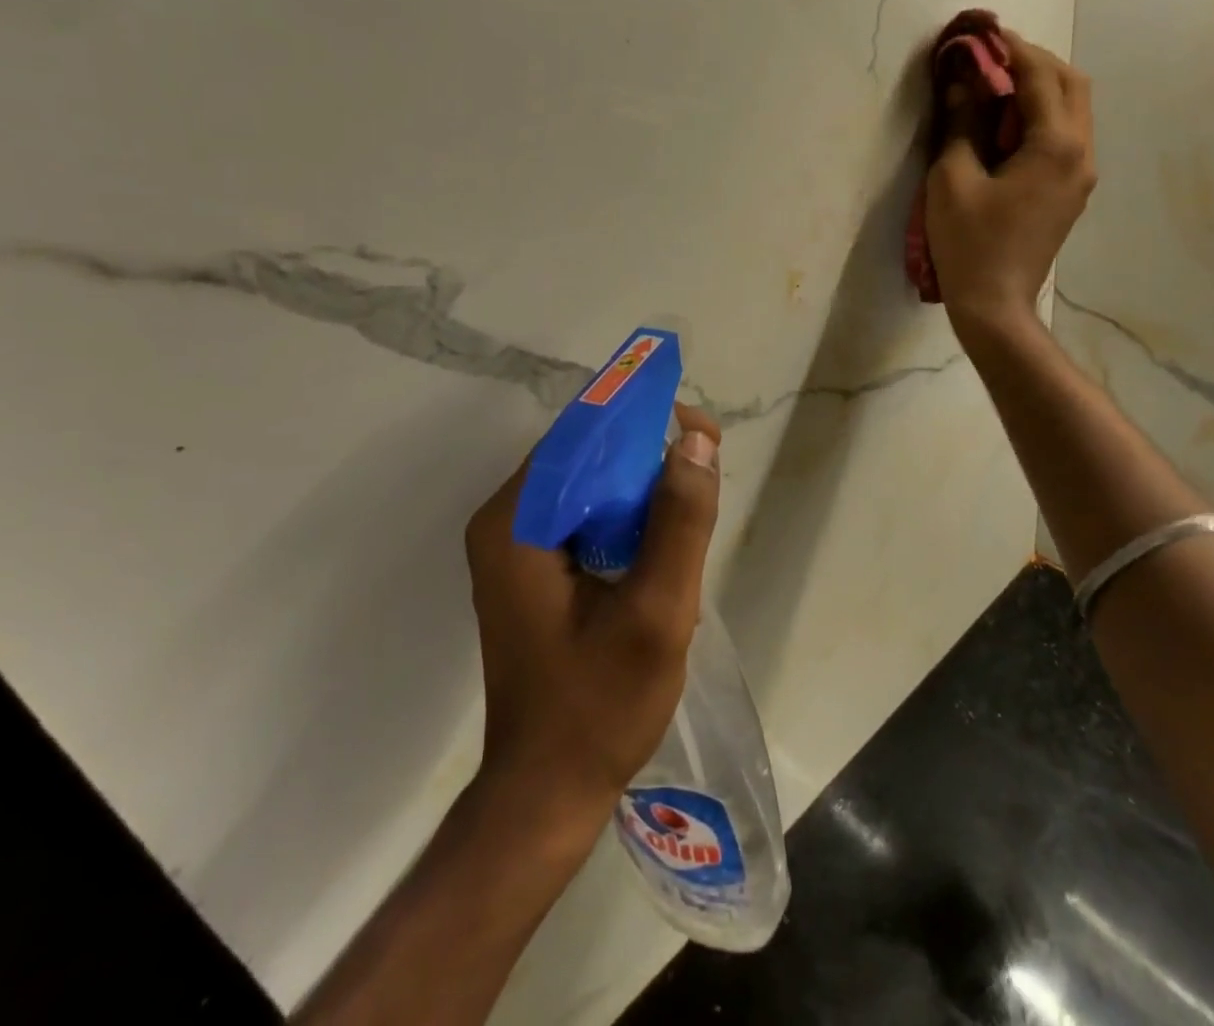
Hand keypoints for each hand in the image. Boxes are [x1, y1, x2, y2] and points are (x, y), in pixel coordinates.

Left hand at [464, 404, 722, 830]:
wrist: (547, 795)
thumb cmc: (598, 707)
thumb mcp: (656, 612)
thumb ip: (679, 521)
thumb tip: (695, 439)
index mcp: (517, 523)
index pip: (581, 435)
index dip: (642, 417)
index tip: (699, 429)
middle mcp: (506, 523)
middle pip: (583, 455)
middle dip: (647, 450)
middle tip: (707, 461)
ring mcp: (515, 549)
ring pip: (588, 485)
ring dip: (641, 482)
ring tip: (695, 493)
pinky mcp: (532, 572)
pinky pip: (585, 517)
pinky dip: (626, 514)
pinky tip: (664, 534)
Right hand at [926, 25, 1096, 337]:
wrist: (995, 305)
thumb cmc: (969, 243)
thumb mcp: (952, 179)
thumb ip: (959, 123)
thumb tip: (959, 81)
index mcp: (1055, 145)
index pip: (1039, 76)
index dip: (1009, 49)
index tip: (981, 32)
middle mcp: (1080, 153)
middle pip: (1071, 84)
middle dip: (1033, 62)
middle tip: (991, 57)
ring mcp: (1081, 175)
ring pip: (1073, 109)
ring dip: (1040, 88)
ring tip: (996, 86)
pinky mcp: (1071, 192)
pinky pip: (1065, 136)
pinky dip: (1040, 117)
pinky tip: (1007, 126)